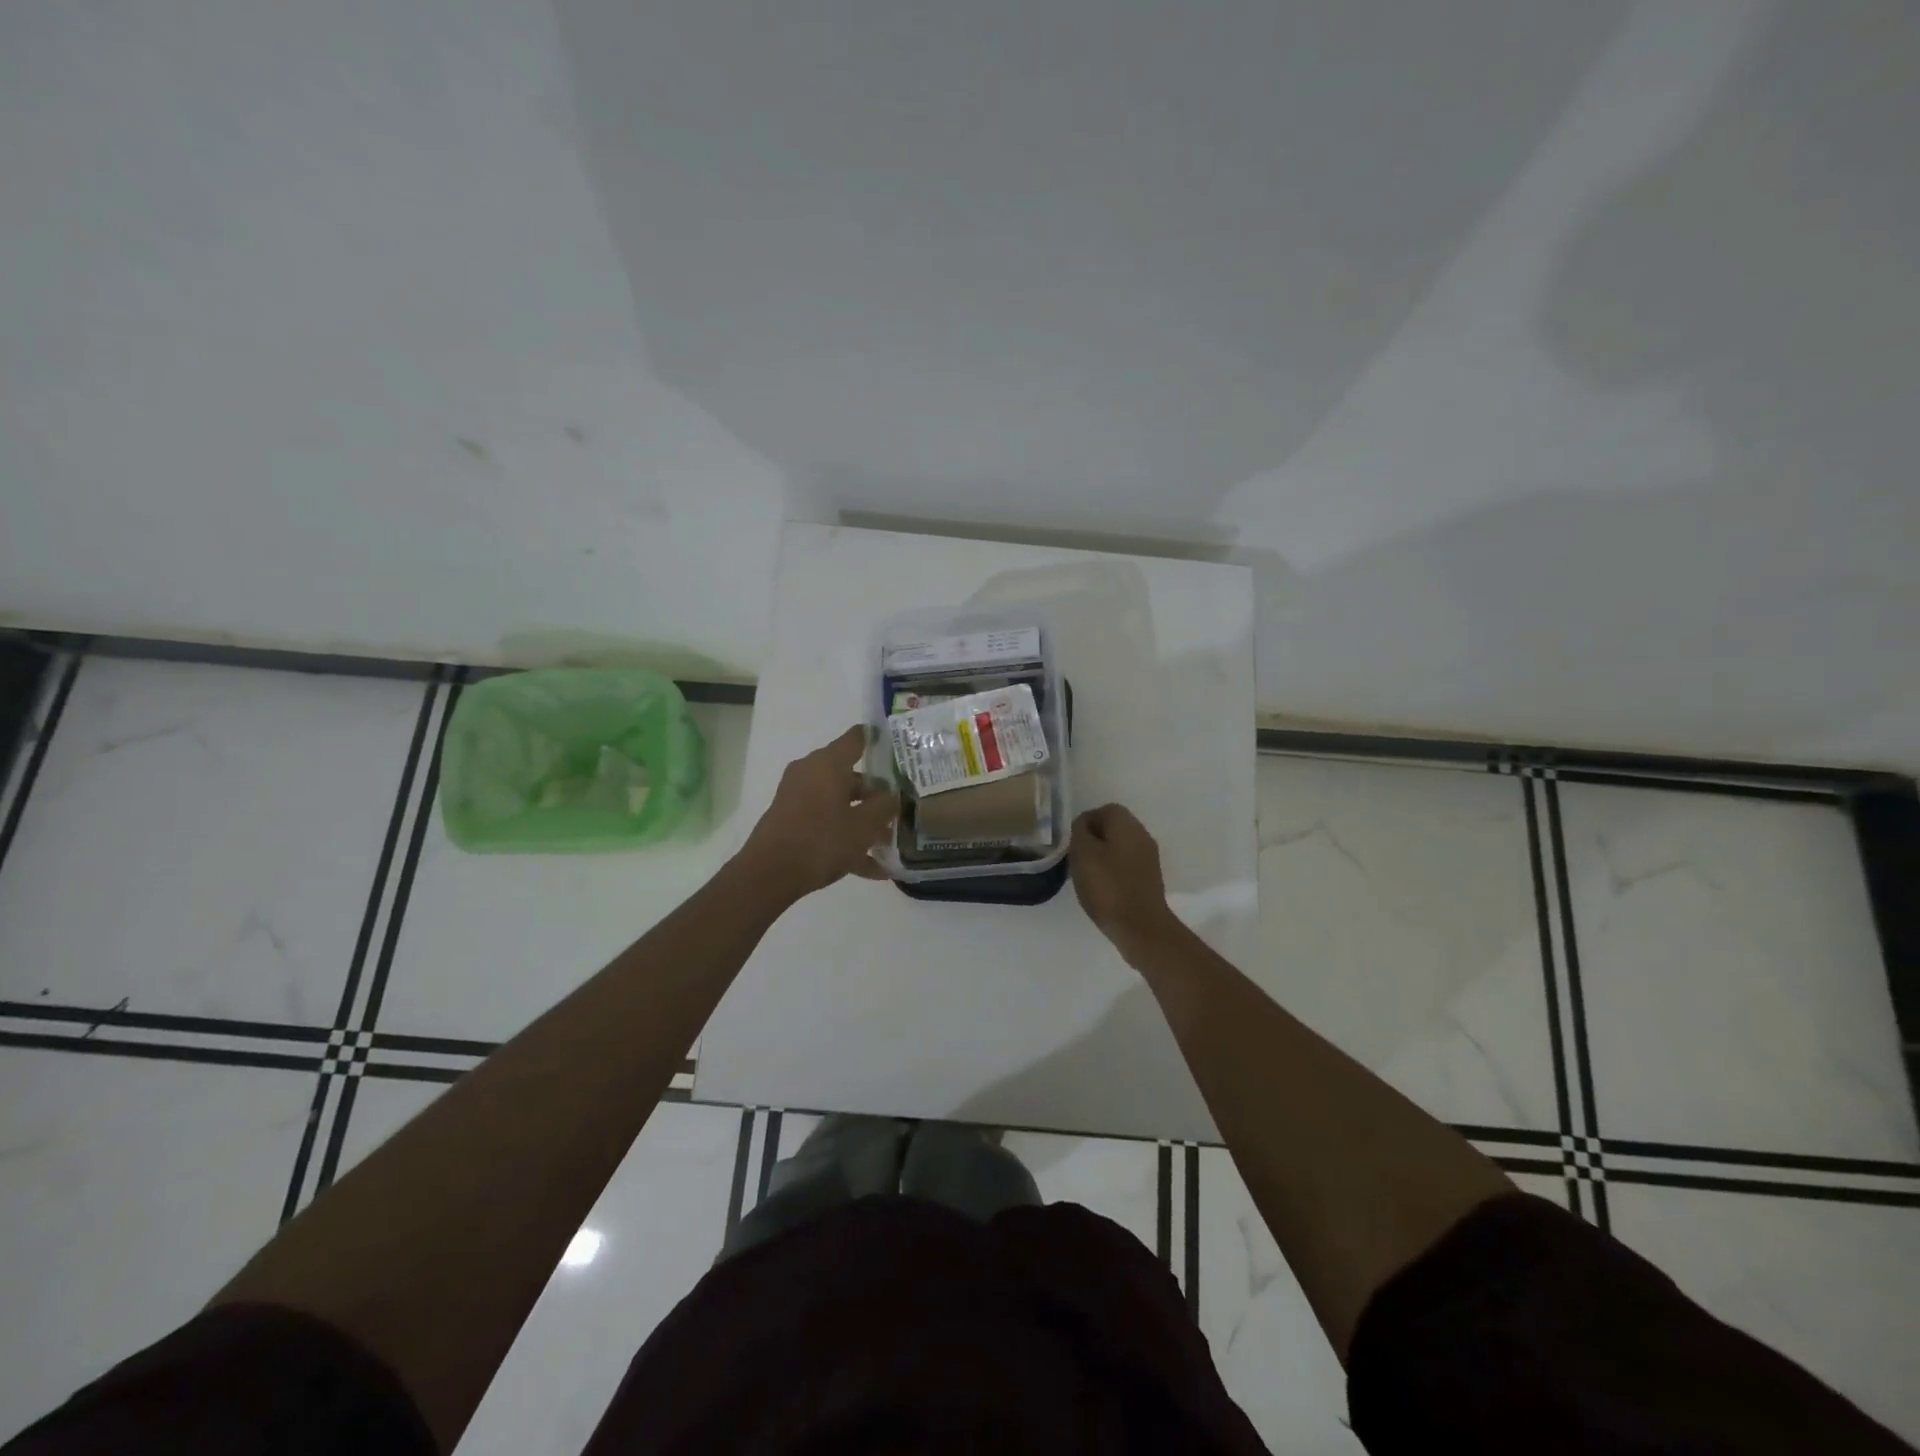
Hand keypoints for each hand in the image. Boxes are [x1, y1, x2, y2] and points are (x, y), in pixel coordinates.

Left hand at [739, 726, 898, 899]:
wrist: (769, 874)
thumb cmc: (821, 841)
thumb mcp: (864, 826)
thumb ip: (885, 806)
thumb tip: (892, 795)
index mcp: (828, 763)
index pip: (857, 738)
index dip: (879, 739)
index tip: (899, 747)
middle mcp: (810, 772)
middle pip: (851, 776)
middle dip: (876, 794)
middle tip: (901, 806)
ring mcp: (797, 797)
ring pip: (839, 802)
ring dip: (863, 820)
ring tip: (889, 844)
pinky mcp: (790, 820)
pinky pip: (826, 823)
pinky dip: (846, 839)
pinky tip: (872, 869)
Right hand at [1071, 804, 1181, 955]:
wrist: (1140, 927)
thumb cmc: (1108, 886)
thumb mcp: (1083, 853)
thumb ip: (1080, 832)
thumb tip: (1084, 826)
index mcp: (1127, 824)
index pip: (1103, 810)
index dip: (1084, 824)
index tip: (1072, 844)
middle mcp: (1142, 835)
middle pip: (1112, 828)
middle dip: (1093, 841)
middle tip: (1077, 859)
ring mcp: (1149, 858)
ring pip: (1119, 848)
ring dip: (1102, 857)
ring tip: (1087, 877)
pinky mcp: (1149, 879)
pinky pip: (1126, 866)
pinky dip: (1112, 872)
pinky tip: (1102, 889)